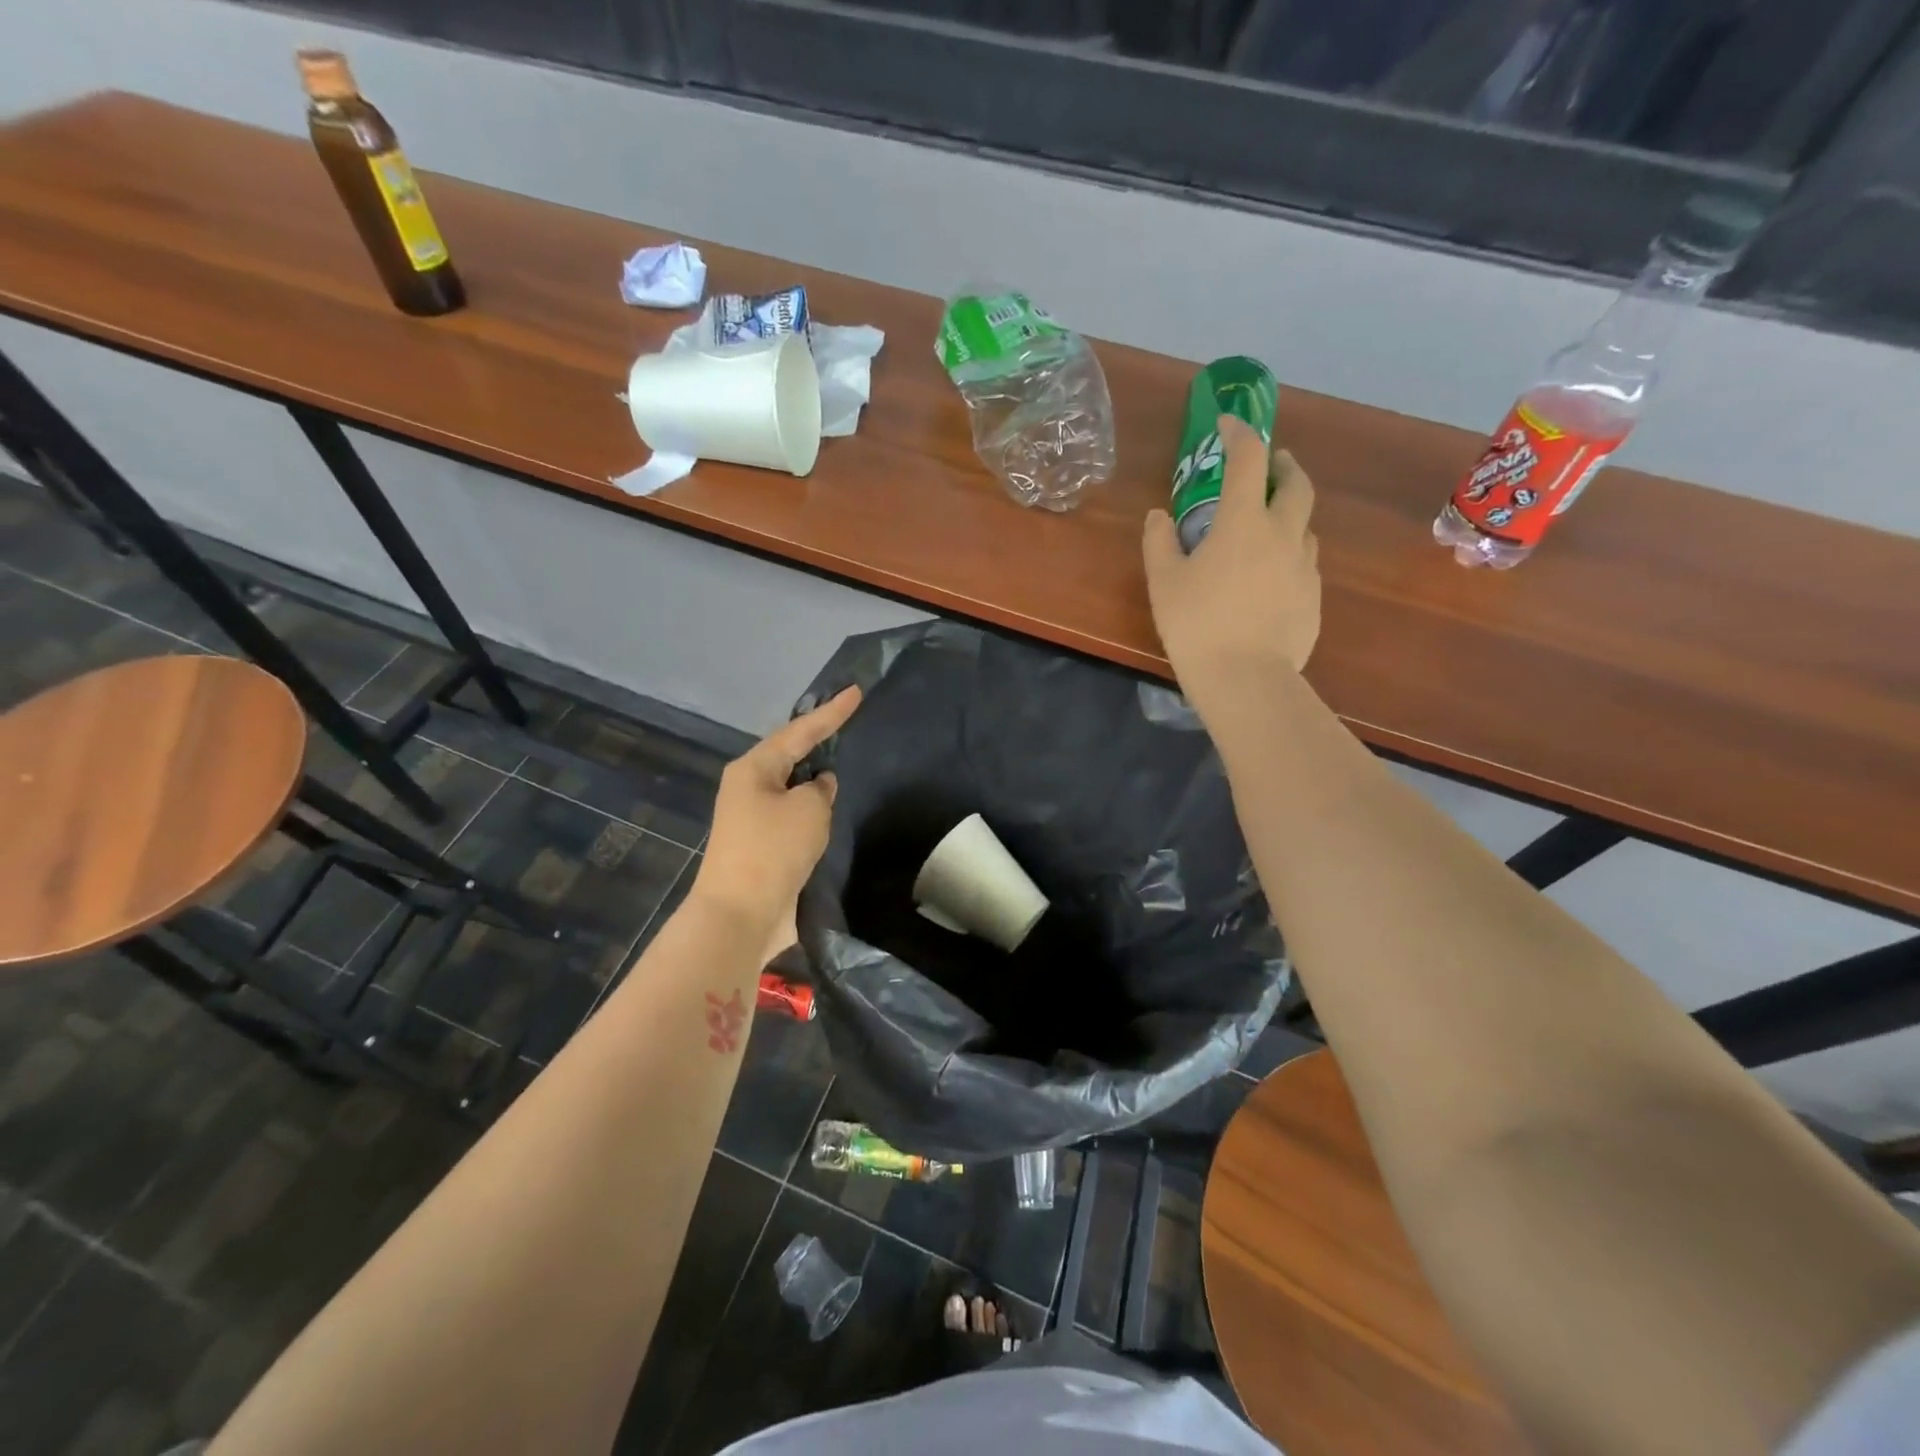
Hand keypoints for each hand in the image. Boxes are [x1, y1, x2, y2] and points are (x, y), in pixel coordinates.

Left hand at [691, 686, 861, 945]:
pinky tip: (834, 808)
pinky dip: (814, 809)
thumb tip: (819, 786)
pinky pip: (794, 815)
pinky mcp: (763, 846)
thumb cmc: (773, 850)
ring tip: (847, 761)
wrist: (741, 915)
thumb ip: (821, 788)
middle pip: (791, 755)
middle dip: (819, 740)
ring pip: (793, 787)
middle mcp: (749, 788)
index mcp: (754, 769)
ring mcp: (753, 818)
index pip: (799, 731)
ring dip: (817, 779)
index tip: (856, 692)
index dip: (831, 712)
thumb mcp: (809, 809)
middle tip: (849, 722)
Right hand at [1143, 415, 1319, 712]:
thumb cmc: (1197, 625)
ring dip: (1290, 511)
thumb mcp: (1163, 582)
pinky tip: (1271, 575)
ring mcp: (1304, 567)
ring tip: (1269, 523)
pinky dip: (1289, 552)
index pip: (1248, 459)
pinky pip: (1304, 562)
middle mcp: (1283, 534)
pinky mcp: (1313, 598)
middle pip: (1296, 484)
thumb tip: (1158, 516)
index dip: (1239, 434)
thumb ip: (1159, 542)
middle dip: (1283, 465)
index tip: (1228, 424)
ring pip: (1305, 524)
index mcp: (1244, 522)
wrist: (1247, 679)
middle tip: (1271, 463)